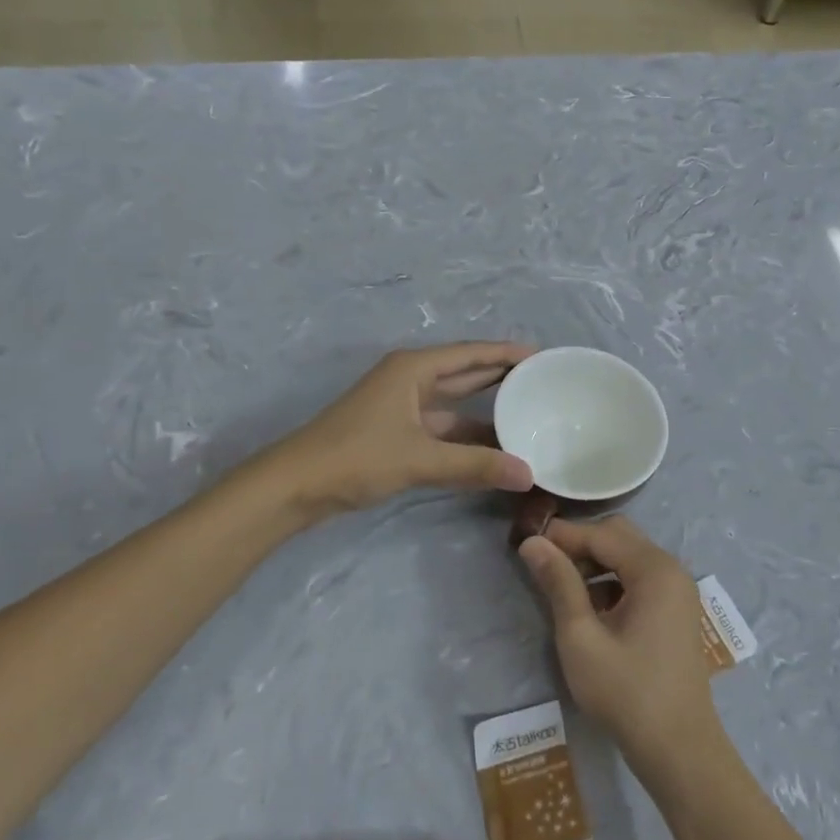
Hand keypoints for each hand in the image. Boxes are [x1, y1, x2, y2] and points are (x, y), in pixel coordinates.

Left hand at [271, 342, 534, 517]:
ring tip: (528, 415)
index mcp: (414, 369)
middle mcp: (410, 380)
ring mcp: (401, 407)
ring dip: (486, 411)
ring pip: (454, 404)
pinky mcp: (396, 433)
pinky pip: (443, 428)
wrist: (295, 486)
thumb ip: (474, 466)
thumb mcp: (419, 459)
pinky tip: (493, 448)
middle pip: (464, 373)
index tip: (544, 356)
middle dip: (501, 377)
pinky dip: (467, 436)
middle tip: (543, 382)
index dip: (507, 354)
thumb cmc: (355, 457)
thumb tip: (528, 475)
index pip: (472, 354)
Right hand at [518, 516, 721, 772]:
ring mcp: (678, 590)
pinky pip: (640, 579)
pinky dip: (613, 582)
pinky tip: (591, 610)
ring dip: (595, 564)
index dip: (562, 535)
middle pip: (619, 537)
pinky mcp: (676, 611)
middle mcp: (672, 569)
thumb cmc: (626, 693)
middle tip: (545, 567)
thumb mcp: (581, 638)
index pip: (601, 533)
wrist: (680, 750)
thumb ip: (558, 584)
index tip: (526, 545)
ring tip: (563, 590)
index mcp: (654, 569)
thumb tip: (532, 543)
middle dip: (580, 545)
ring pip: (629, 557)